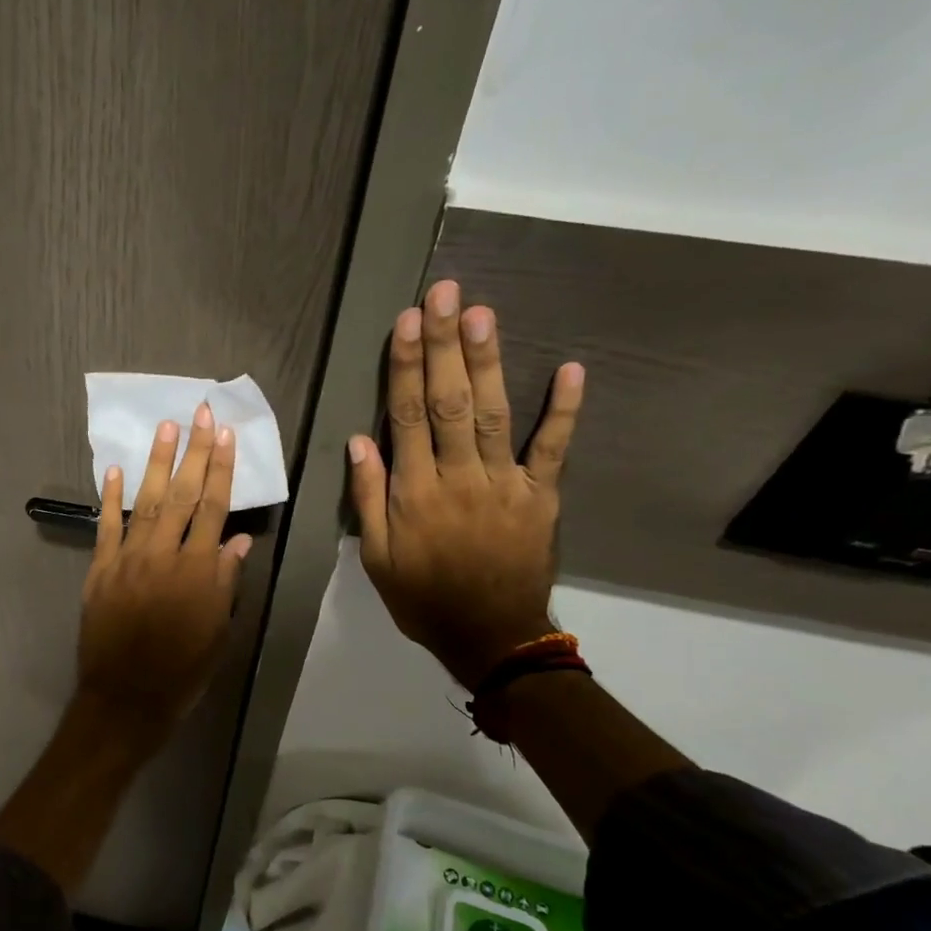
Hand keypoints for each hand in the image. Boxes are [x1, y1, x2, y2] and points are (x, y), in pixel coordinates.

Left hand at [76, 404, 252, 734]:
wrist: (127, 698)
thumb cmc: (183, 671)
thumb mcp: (218, 631)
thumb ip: (227, 582)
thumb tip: (240, 540)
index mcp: (199, 571)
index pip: (214, 508)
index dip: (221, 470)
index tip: (226, 436)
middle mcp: (164, 555)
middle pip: (183, 495)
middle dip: (194, 452)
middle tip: (200, 413)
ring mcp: (128, 559)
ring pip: (146, 502)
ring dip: (156, 463)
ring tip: (166, 428)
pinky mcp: (100, 570)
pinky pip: (106, 527)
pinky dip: (110, 499)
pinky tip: (115, 471)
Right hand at [347, 279, 584, 689]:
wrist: (490, 636)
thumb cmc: (422, 597)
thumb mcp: (376, 557)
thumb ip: (369, 498)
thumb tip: (359, 441)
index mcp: (415, 493)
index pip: (407, 418)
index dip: (406, 367)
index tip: (407, 322)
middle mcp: (459, 478)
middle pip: (448, 403)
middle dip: (445, 346)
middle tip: (447, 294)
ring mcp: (505, 484)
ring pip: (492, 414)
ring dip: (488, 362)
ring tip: (483, 314)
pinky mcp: (541, 496)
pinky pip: (553, 449)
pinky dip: (564, 411)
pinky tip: (570, 370)